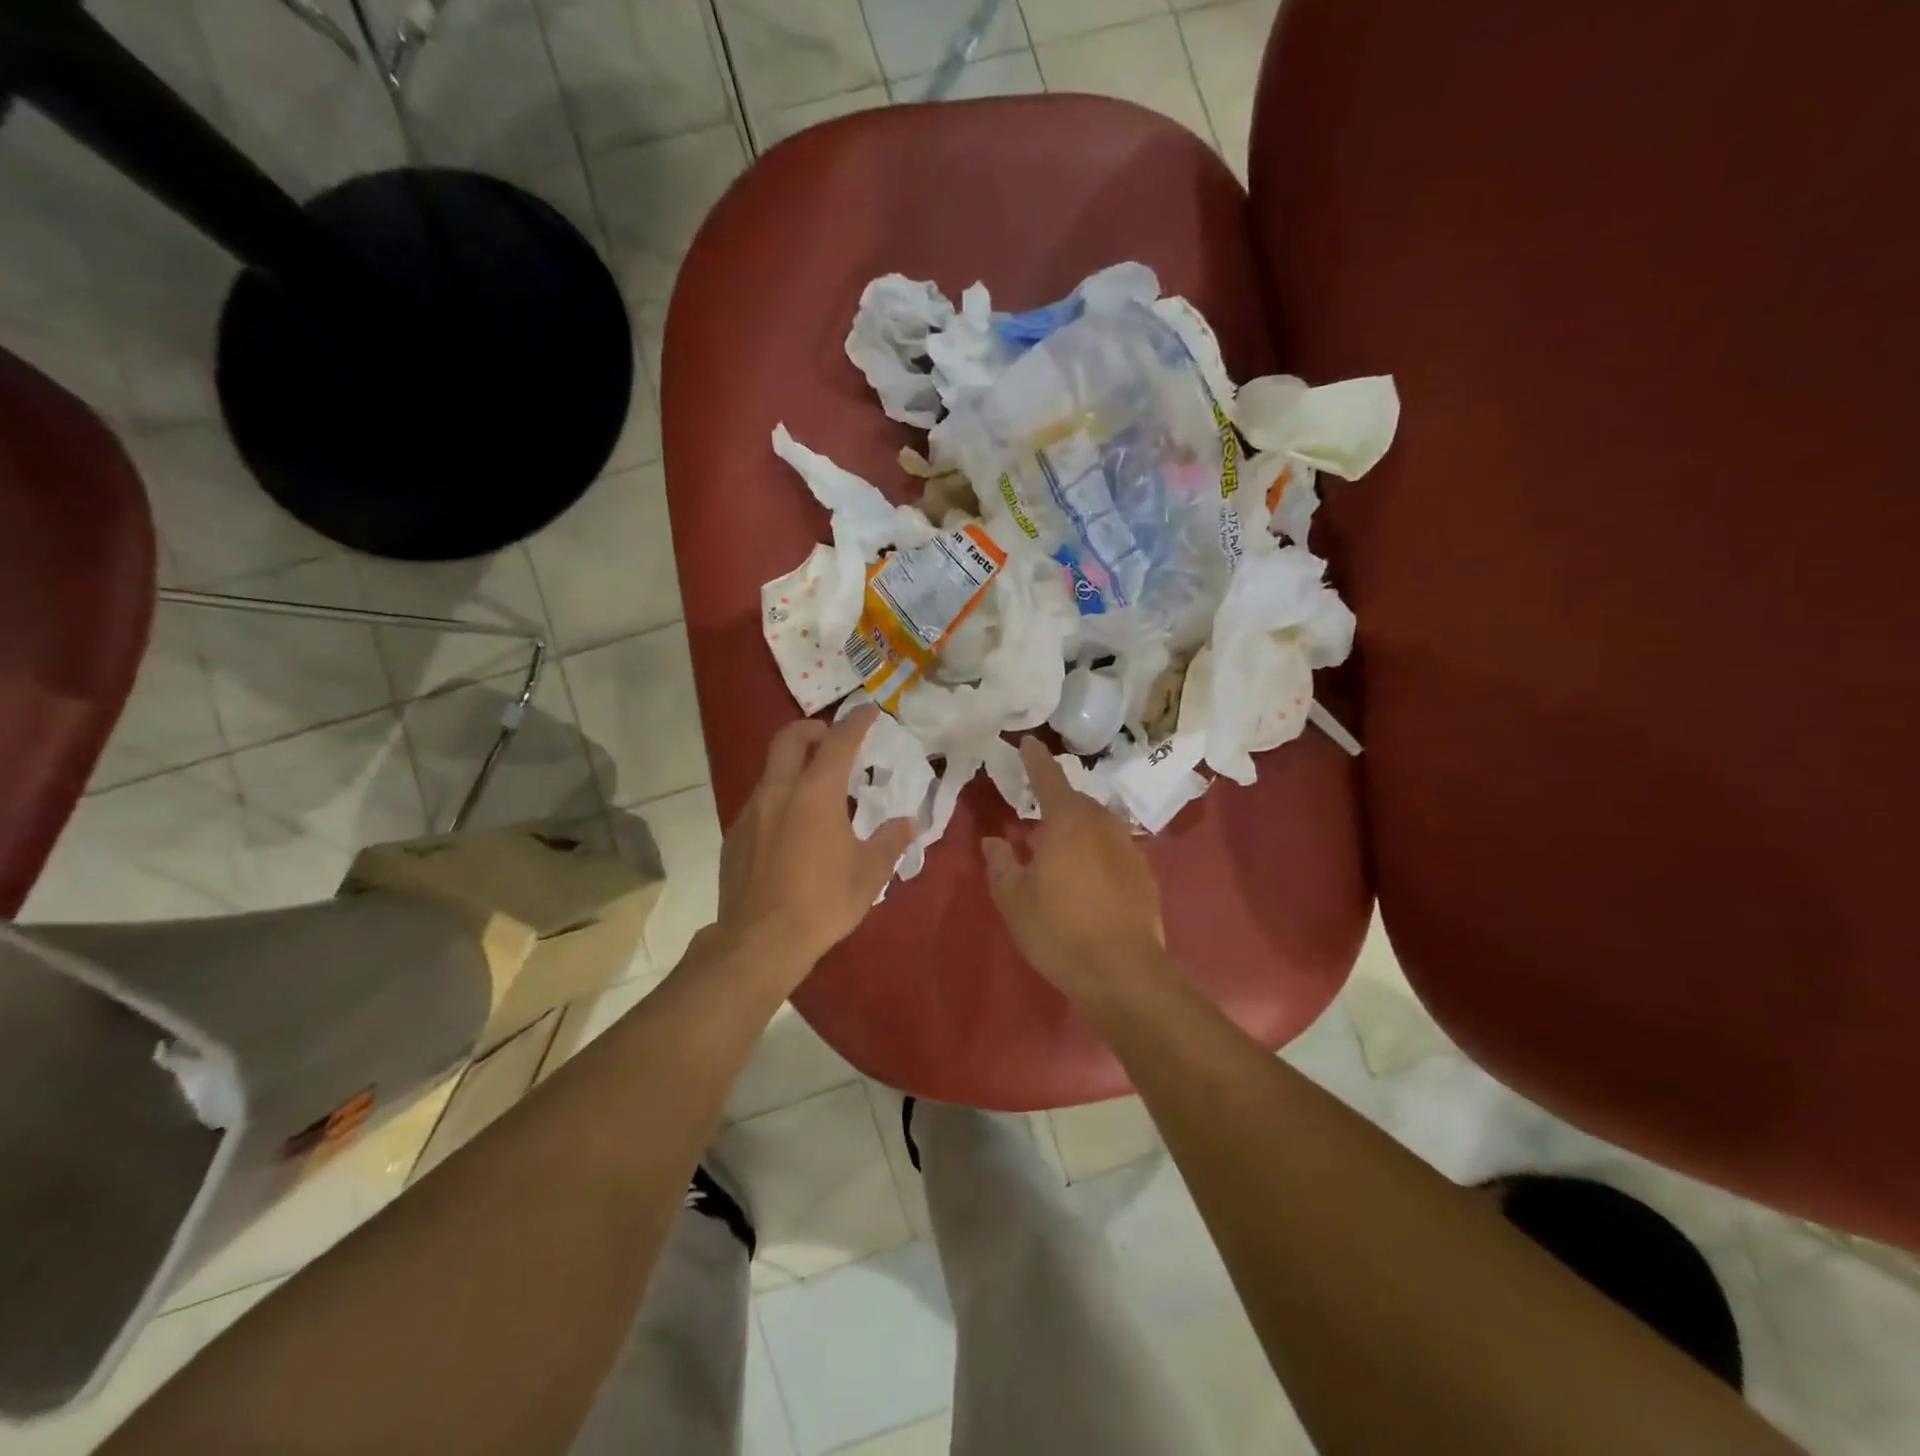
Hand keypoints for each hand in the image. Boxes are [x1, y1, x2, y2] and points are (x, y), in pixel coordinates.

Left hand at [715, 705, 915, 976]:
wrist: (758, 942)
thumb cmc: (822, 903)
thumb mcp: (869, 874)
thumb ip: (890, 841)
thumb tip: (907, 823)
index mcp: (816, 793)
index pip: (839, 741)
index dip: (857, 721)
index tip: (870, 710)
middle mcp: (780, 792)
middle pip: (790, 738)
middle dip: (814, 728)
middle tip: (834, 740)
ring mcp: (752, 811)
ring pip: (772, 769)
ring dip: (795, 764)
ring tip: (818, 789)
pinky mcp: (735, 835)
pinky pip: (760, 800)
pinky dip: (781, 797)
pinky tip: (793, 828)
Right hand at [981, 737, 1166, 1000]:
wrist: (1123, 972)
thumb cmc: (1059, 930)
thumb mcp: (1015, 900)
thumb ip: (1001, 864)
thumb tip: (994, 841)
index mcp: (1067, 821)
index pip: (1048, 778)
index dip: (1035, 759)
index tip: (1028, 742)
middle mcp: (1102, 824)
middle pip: (1076, 801)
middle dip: (1056, 802)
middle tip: (1035, 816)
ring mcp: (1128, 847)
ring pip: (1097, 824)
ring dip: (1078, 828)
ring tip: (1059, 848)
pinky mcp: (1144, 873)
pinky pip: (1113, 848)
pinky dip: (1096, 851)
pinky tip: (1086, 876)